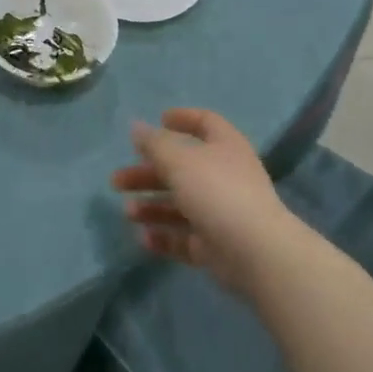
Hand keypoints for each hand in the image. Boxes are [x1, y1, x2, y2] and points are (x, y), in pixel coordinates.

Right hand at [112, 109, 295, 296]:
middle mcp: (224, 176)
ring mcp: (221, 213)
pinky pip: (184, 237)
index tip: (158, 121)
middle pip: (181, 169)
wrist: (255, 252)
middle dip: (147, 173)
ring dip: (151, 206)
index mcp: (224, 147)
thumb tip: (137, 126)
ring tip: (128, 212)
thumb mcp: (179, 160)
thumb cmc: (216, 192)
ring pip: (180, 205)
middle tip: (117, 181)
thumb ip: (154, 143)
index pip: (206, 123)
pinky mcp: (216, 246)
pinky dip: (164, 236)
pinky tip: (143, 238)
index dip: (183, 118)